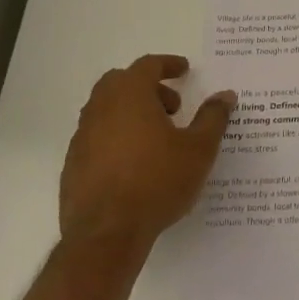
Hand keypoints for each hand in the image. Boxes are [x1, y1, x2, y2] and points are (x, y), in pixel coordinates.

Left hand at [60, 54, 235, 253]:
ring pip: (105, 109)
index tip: (185, 71)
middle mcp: (100, 109)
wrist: (106, 235)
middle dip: (147, 87)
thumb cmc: (157, 182)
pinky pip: (96, 136)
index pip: (147, 65)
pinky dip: (116, 136)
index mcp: (129, 96)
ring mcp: (82, 137)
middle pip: (120, 82)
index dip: (168, 64)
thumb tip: (225, 95)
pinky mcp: (72, 164)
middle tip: (172, 107)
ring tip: (157, 138)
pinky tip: (135, 163)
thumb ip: (213, 117)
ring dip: (130, 112)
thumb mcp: (199, 149)